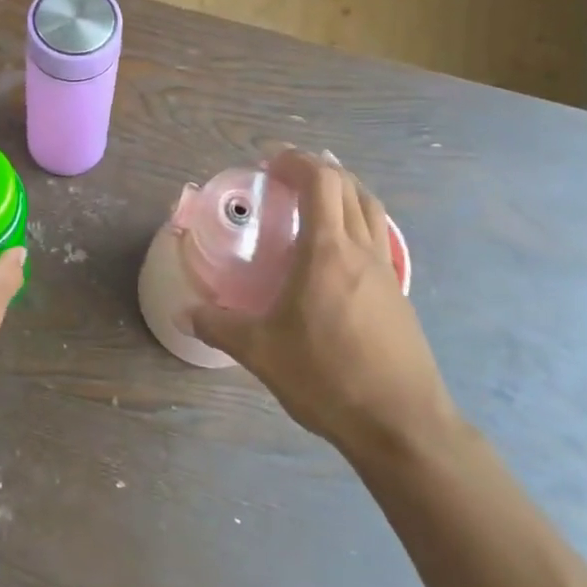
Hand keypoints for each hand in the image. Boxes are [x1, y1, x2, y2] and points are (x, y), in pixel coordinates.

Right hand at [190, 149, 457, 463]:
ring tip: (316, 200)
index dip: (297, 162)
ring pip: (371, 210)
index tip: (271, 162)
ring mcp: (387, 272)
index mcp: (328, 252)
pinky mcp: (399, 297)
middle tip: (288, 177)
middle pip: (350, 188)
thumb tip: (183, 314)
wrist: (402, 425)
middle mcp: (362, 251)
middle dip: (319, 170)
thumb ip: (218, 326)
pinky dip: (357, 223)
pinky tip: (337, 253)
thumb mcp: (260, 351)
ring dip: (345, 192)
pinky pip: (378, 239)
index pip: (321, 183)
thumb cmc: (328, 377)